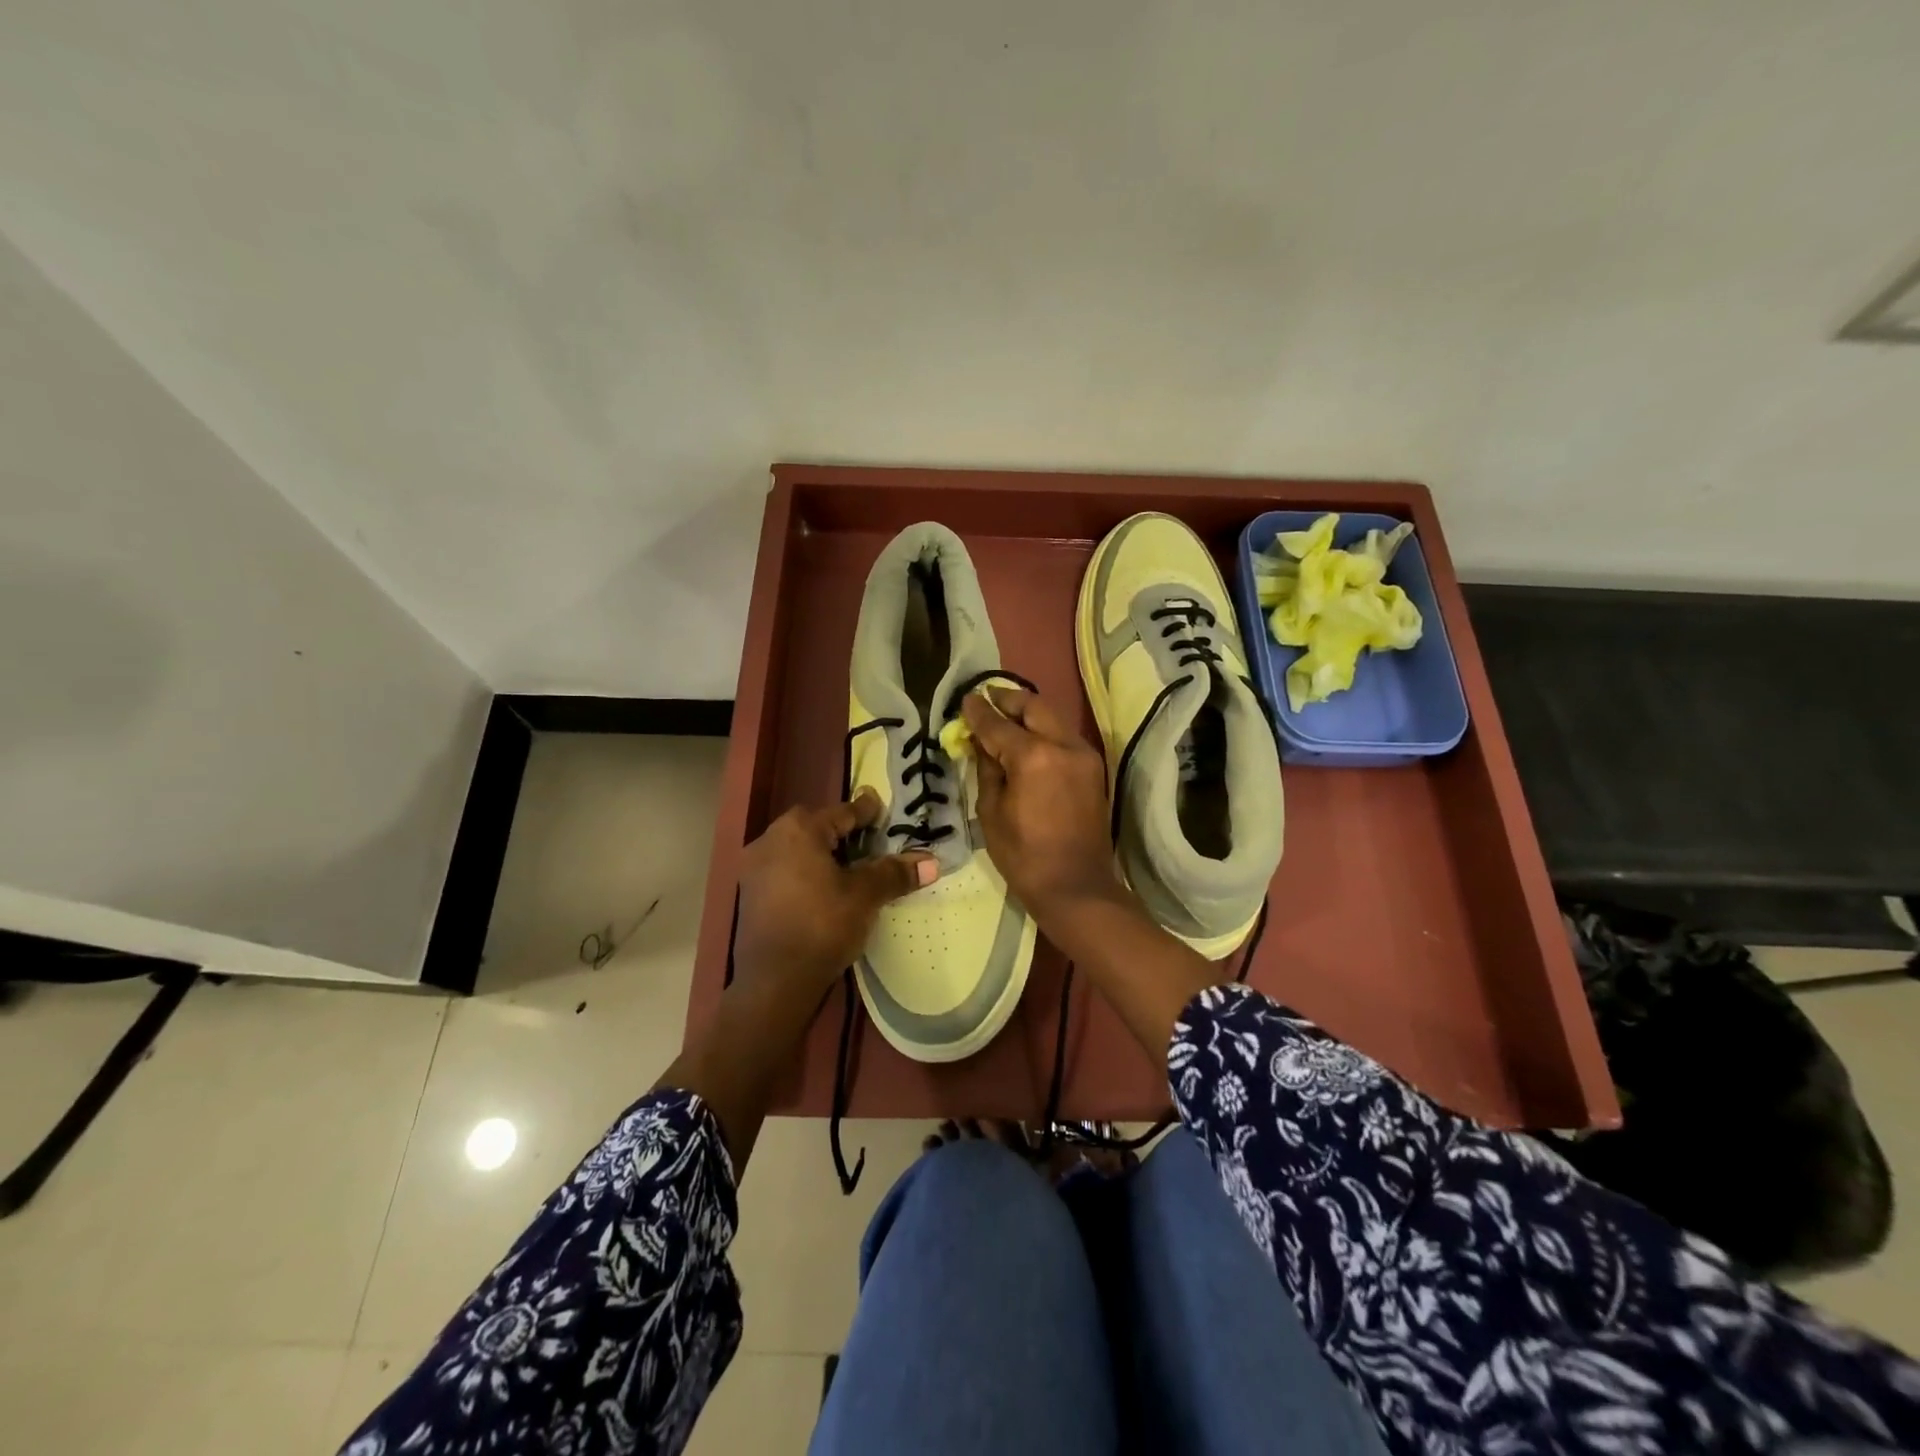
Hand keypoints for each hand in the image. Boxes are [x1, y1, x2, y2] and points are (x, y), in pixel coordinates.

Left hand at [733, 792, 935, 1002]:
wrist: (775, 982)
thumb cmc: (823, 925)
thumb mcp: (865, 896)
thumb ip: (894, 873)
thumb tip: (931, 862)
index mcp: (799, 830)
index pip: (842, 812)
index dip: (866, 811)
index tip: (879, 807)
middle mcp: (770, 840)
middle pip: (816, 828)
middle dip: (842, 832)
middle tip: (869, 840)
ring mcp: (755, 868)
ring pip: (798, 850)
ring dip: (823, 854)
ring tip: (849, 867)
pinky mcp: (749, 895)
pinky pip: (785, 871)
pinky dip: (806, 873)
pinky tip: (823, 890)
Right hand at [962, 687, 1122, 920]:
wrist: (1076, 886)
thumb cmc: (1024, 856)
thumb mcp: (991, 812)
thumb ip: (987, 769)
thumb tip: (981, 743)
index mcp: (1033, 756)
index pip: (998, 724)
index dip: (978, 711)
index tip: (965, 699)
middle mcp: (1063, 745)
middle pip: (1034, 707)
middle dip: (1008, 699)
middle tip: (988, 698)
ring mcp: (1084, 755)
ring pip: (1053, 718)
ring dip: (1029, 713)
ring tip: (1005, 716)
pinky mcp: (1093, 768)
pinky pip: (1064, 736)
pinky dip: (1044, 731)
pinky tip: (1028, 740)